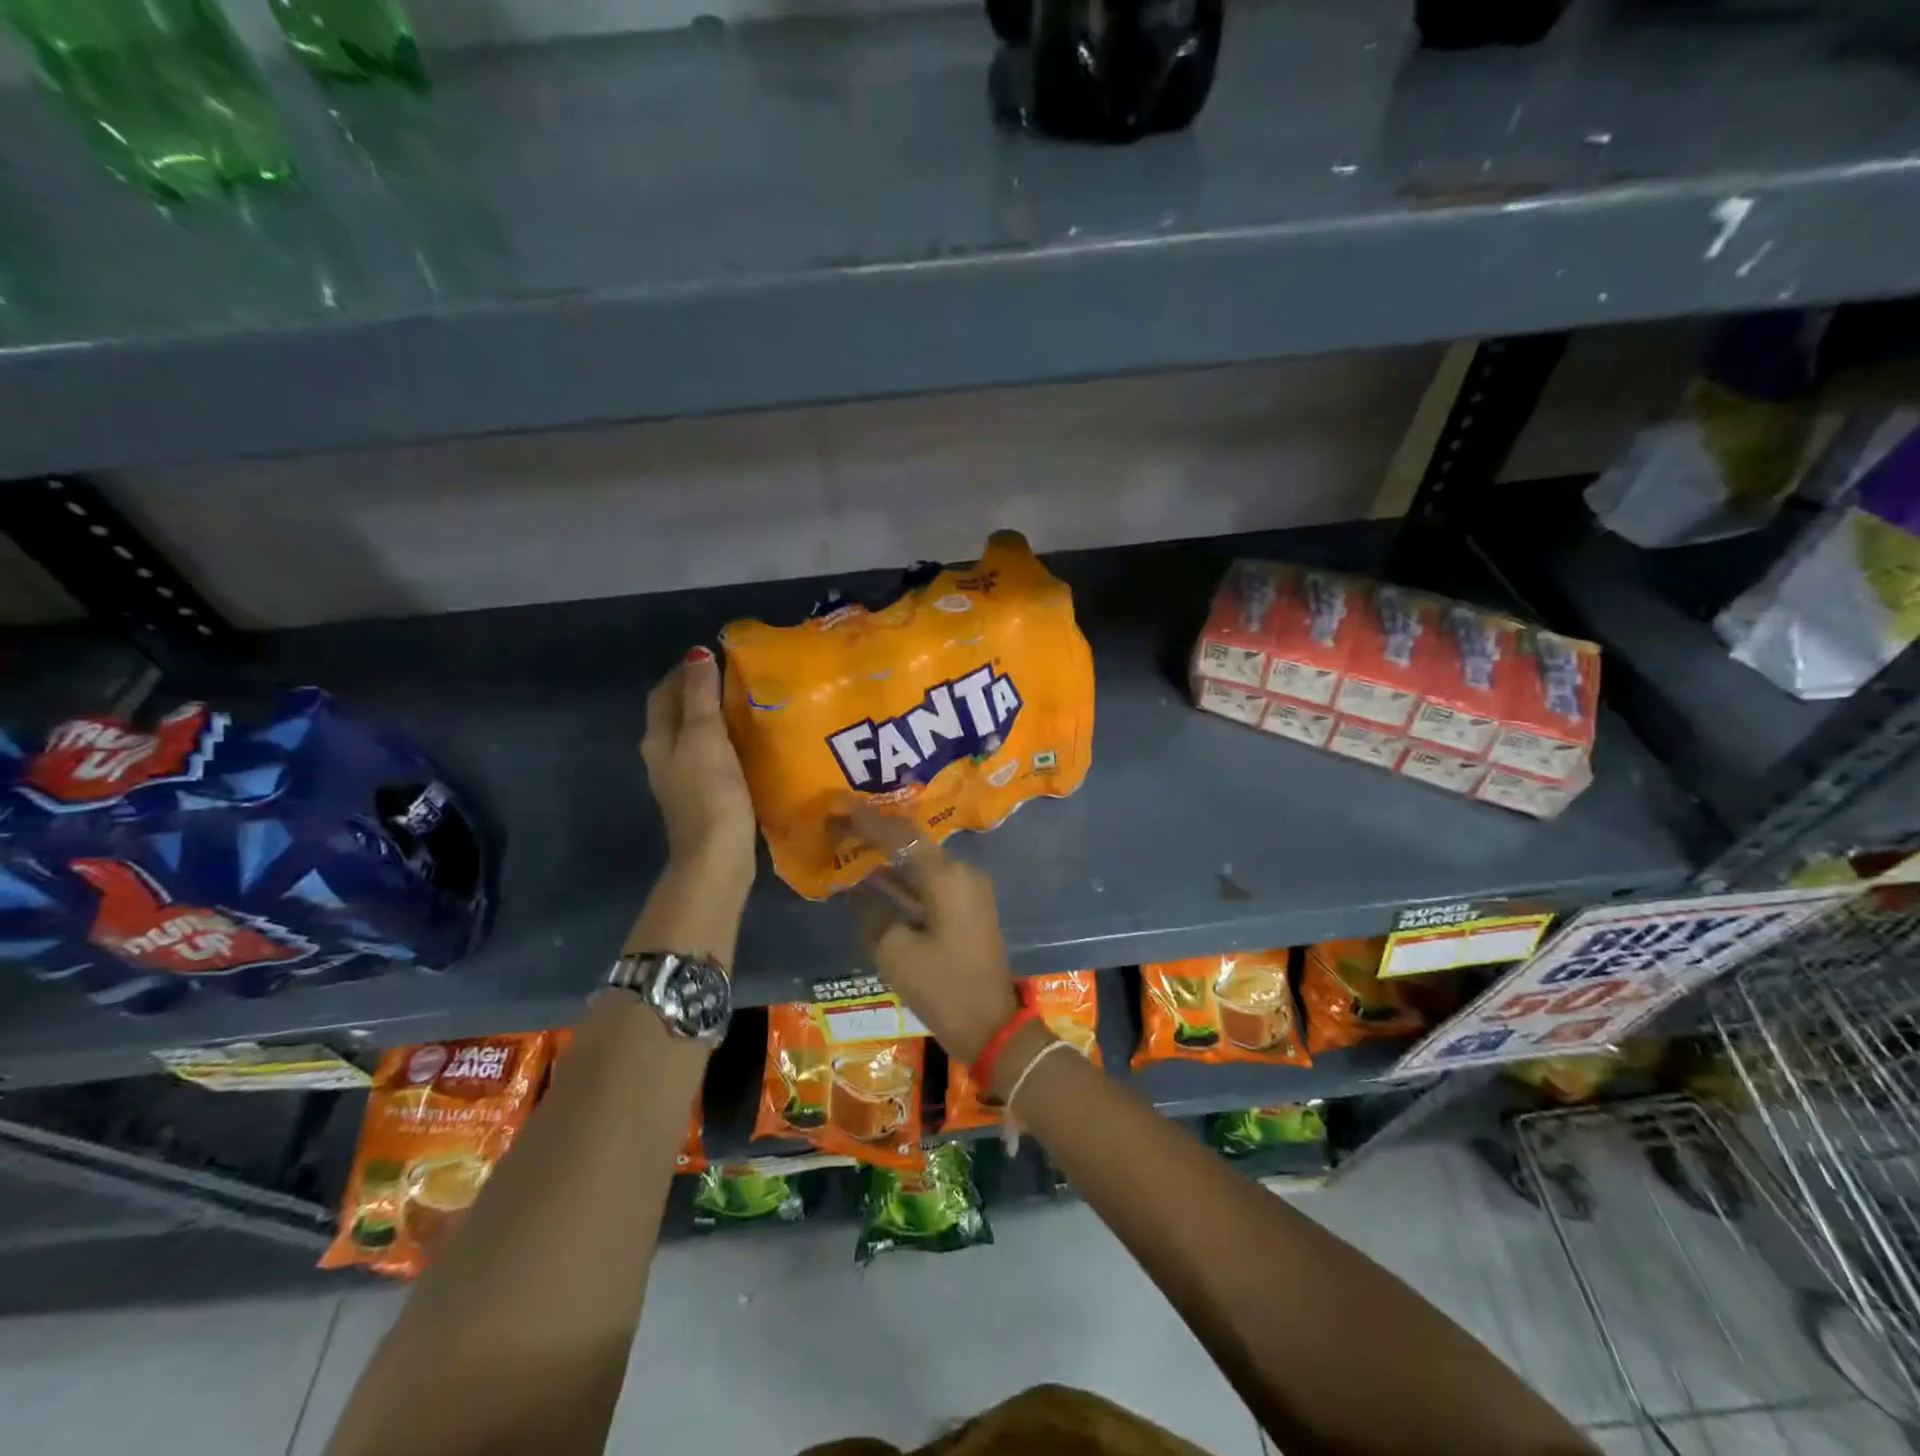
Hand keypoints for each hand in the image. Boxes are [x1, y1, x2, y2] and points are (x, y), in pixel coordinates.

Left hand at [641, 647, 756, 887]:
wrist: (716, 856)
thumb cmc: (710, 792)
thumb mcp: (705, 736)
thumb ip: (700, 695)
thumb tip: (697, 653)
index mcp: (658, 739)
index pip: (664, 693)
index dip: (684, 672)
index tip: (715, 657)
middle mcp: (664, 757)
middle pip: (676, 714)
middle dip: (698, 692)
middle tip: (735, 678)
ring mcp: (683, 780)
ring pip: (693, 736)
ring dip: (713, 718)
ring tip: (745, 705)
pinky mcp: (704, 797)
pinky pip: (710, 757)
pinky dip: (724, 742)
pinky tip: (747, 743)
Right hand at [842, 805, 1020, 1064]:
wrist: (991, 1025)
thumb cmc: (943, 987)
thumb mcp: (895, 952)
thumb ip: (872, 912)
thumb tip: (860, 888)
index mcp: (947, 876)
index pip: (901, 836)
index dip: (868, 820)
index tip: (840, 804)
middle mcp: (962, 873)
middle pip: (913, 844)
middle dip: (877, 835)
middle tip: (841, 825)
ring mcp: (968, 891)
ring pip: (921, 864)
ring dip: (889, 858)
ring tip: (851, 846)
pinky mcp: (967, 909)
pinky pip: (929, 883)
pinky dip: (903, 880)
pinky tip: (875, 879)